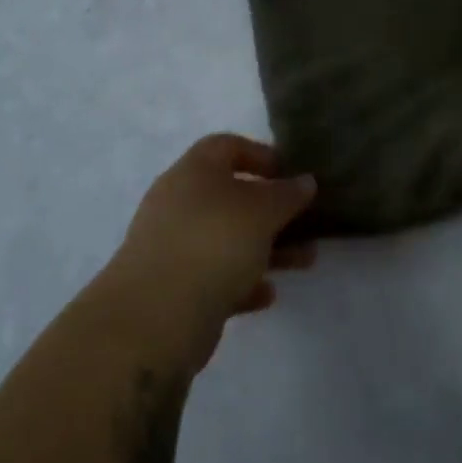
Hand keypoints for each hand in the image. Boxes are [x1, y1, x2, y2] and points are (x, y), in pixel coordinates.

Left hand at [104, 135, 316, 368]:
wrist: (156, 316)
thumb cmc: (214, 243)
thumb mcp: (262, 211)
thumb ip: (287, 194)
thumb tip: (305, 181)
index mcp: (194, 171)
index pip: (227, 146)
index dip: (260, 154)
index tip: (290, 172)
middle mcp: (179, 202)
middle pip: (230, 195)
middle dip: (271, 209)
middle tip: (306, 221)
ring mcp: (173, 245)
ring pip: (227, 238)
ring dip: (266, 247)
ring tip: (305, 261)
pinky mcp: (173, 288)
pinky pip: (216, 276)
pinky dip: (243, 281)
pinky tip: (268, 294)